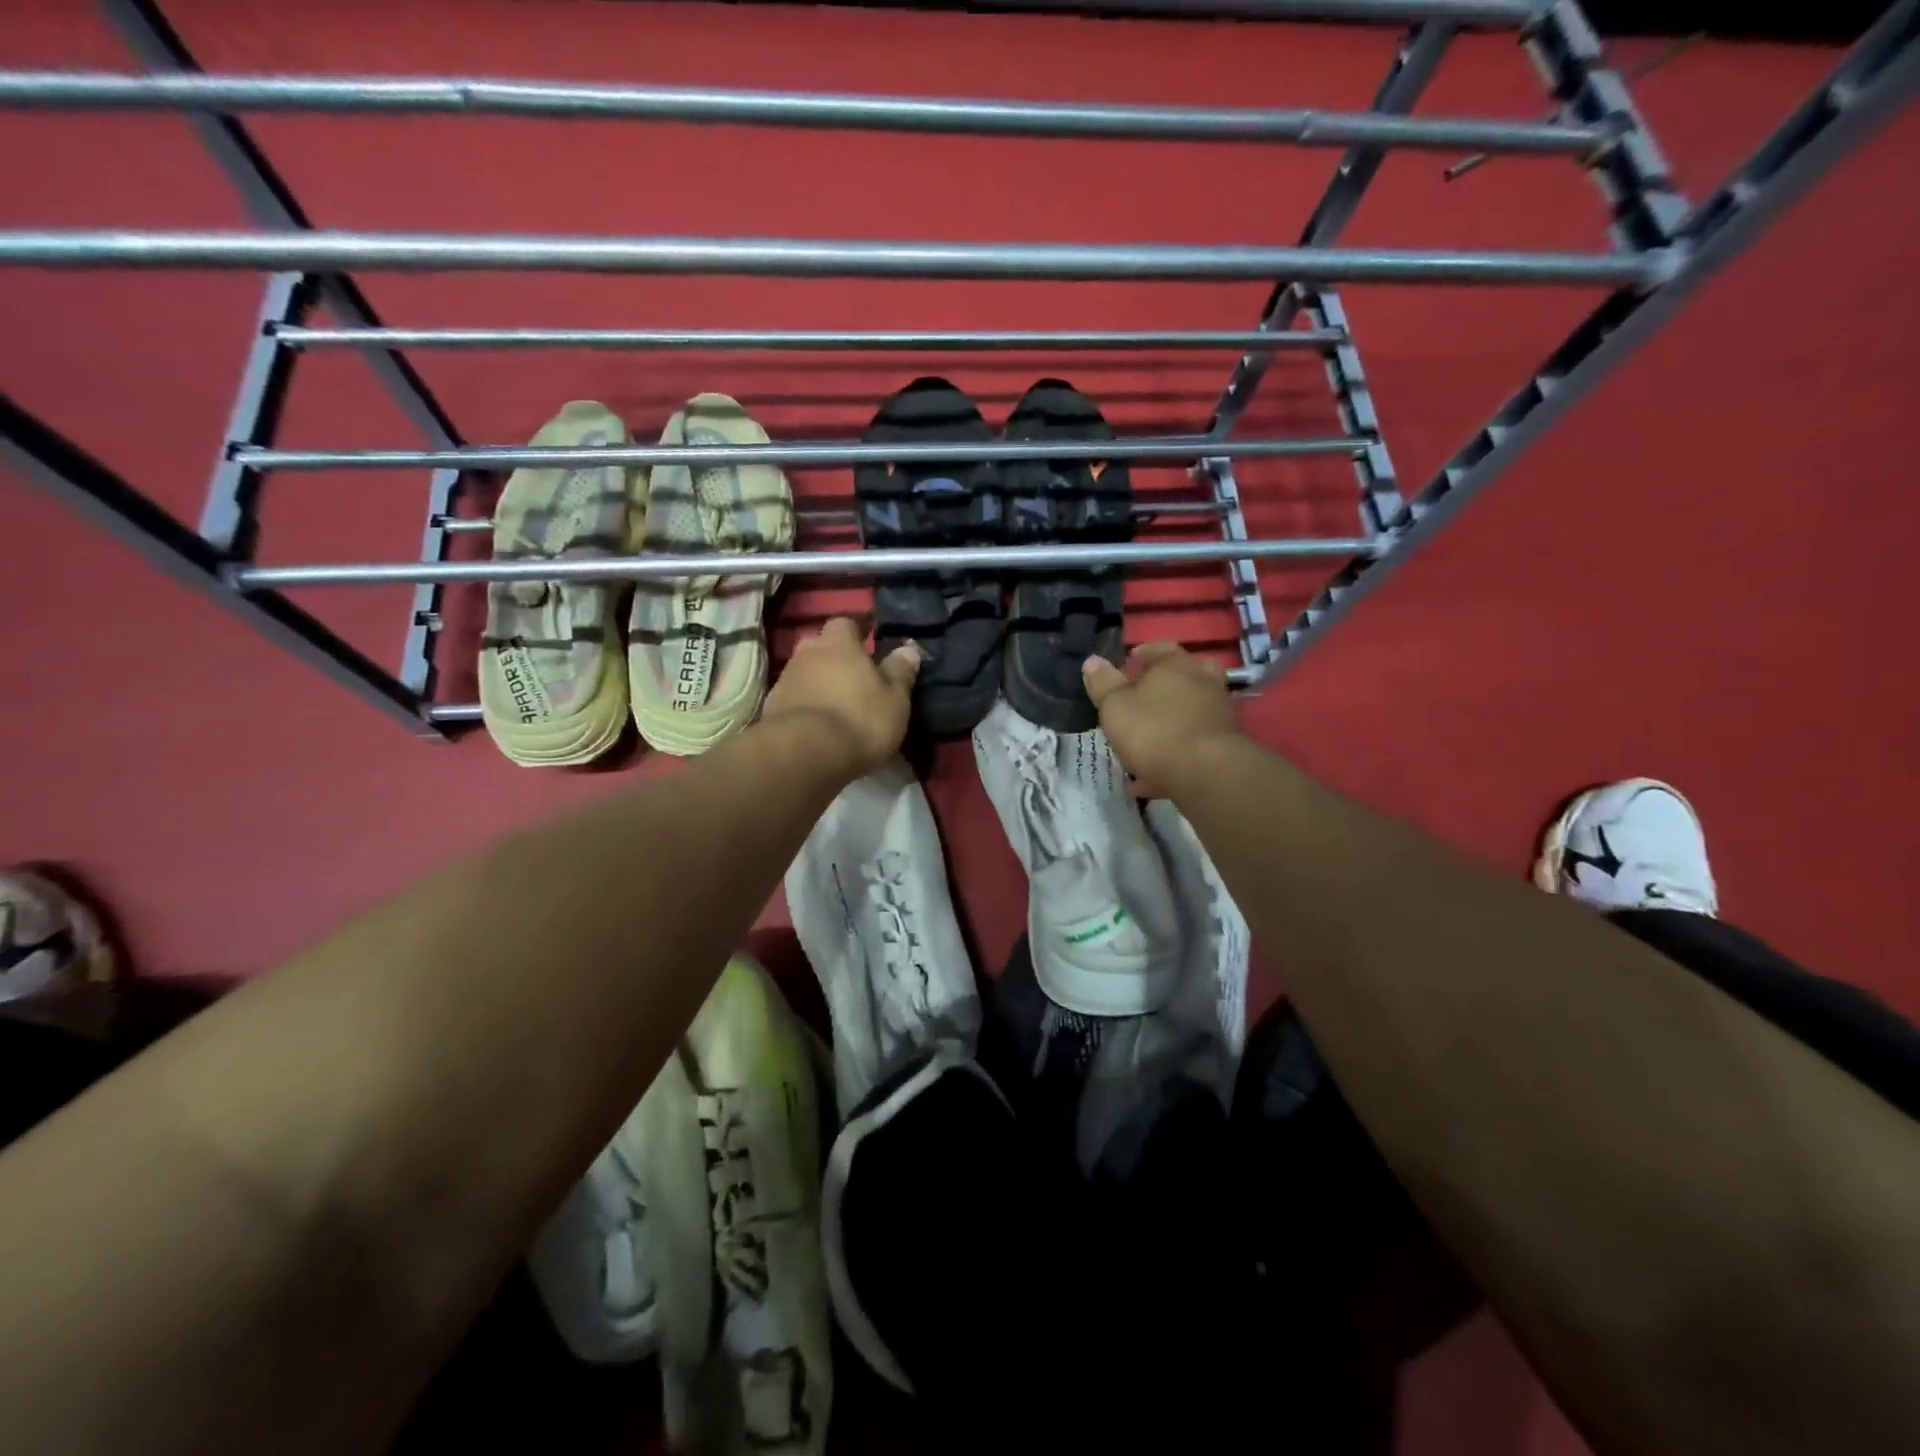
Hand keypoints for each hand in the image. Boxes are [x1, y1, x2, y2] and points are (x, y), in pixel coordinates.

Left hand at [761, 618, 921, 780]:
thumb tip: (909, 649)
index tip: (868, 646)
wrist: (805, 754)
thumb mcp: (895, 699)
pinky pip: (793, 698)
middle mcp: (807, 653)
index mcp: (839, 644)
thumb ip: (900, 671)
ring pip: (804, 672)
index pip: (845, 623)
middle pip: (820, 647)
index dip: (857, 633)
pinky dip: (804, 705)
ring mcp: (785, 680)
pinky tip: (816, 725)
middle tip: (852, 678)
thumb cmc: (860, 720)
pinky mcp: (770, 708)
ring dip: (818, 683)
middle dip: (834, 658)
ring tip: (835, 706)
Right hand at [1082, 643, 1238, 797]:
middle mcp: (1203, 682)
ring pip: (1188, 713)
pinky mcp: (1224, 744)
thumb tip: (1092, 660)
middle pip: (1181, 678)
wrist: (1204, 772)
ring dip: (1168, 724)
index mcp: (1176, 665)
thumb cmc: (1152, 729)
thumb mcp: (1114, 705)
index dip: (1141, 657)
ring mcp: (1218, 712)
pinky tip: (1151, 778)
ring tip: (1142, 745)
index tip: (1125, 669)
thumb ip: (1103, 683)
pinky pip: (1192, 744)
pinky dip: (1173, 755)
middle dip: (1160, 689)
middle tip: (1138, 703)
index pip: (1159, 649)